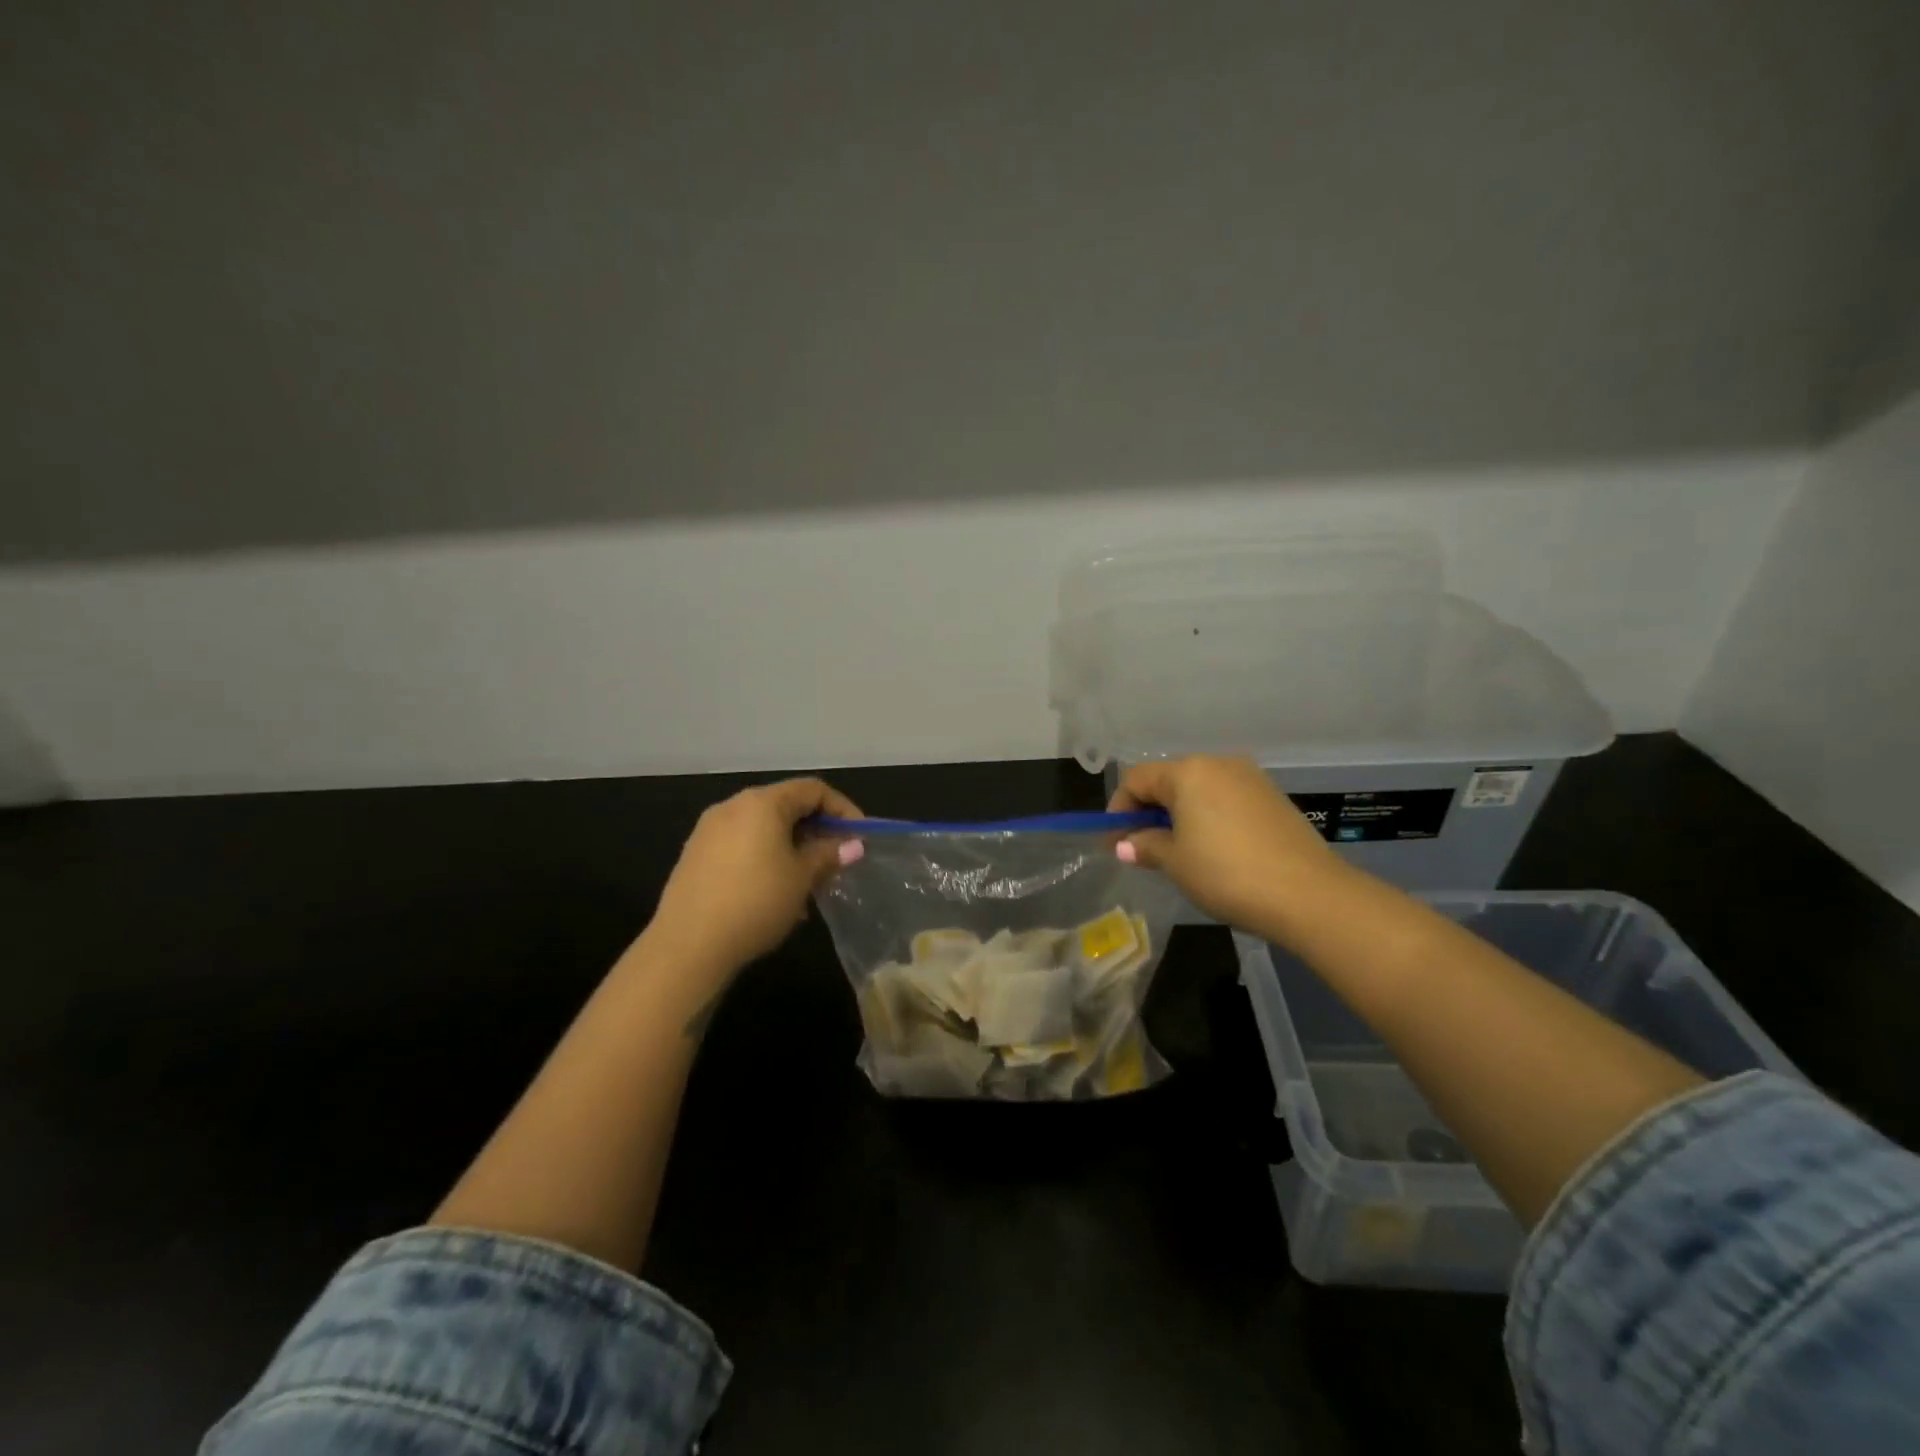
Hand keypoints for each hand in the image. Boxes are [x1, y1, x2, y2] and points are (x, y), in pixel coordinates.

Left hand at [645, 777, 865, 980]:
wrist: (687, 946)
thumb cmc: (756, 902)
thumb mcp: (802, 878)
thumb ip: (828, 855)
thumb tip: (852, 845)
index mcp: (762, 803)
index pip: (813, 790)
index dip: (842, 809)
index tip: (858, 838)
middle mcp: (733, 807)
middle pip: (786, 807)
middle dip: (816, 833)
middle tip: (835, 863)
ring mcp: (709, 831)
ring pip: (764, 830)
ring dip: (792, 850)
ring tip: (807, 886)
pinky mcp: (695, 856)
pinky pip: (741, 846)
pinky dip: (765, 860)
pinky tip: (774, 896)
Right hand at [1108, 756, 1344, 931]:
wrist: (1309, 894)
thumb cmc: (1227, 873)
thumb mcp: (1176, 862)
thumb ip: (1146, 846)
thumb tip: (1125, 844)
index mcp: (1189, 772)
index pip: (1138, 779)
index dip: (1119, 809)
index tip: (1114, 842)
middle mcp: (1219, 764)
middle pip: (1169, 780)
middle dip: (1149, 811)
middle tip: (1140, 847)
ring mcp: (1251, 779)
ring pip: (1199, 790)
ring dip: (1179, 815)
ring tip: (1175, 850)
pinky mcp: (1273, 798)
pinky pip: (1226, 800)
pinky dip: (1208, 818)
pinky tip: (1212, 849)